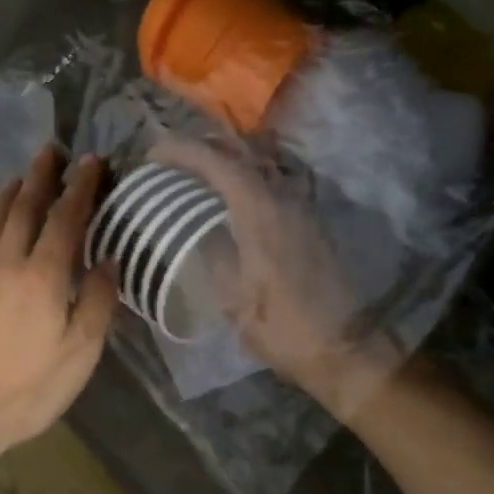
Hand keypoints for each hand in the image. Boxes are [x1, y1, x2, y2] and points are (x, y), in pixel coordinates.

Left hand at [0, 145, 118, 487]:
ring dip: (11, 194)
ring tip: (22, 177)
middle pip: (25, 207)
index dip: (80, 188)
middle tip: (51, 150)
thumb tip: (109, 261)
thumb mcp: (77, 357)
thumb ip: (96, 305)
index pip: (66, 218)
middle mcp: (5, 263)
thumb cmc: (21, 392)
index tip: (91, 161)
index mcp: (42, 276)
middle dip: (41, 176)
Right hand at [154, 140, 399, 416]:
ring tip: (196, 171)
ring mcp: (301, 205)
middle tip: (171, 159)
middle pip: (241, 151)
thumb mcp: (231, 296)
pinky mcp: (309, 219)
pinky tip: (230, 193)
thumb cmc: (280, 326)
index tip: (152, 155)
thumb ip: (211, 251)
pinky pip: (273, 179)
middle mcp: (283, 196)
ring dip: (226, 157)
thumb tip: (194, 227)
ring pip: (260, 161)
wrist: (341, 346)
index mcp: (259, 211)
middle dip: (202, 146)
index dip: (181, 151)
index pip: (216, 162)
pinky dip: (246, 174)